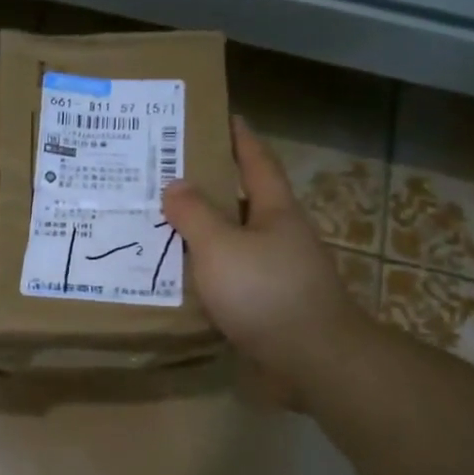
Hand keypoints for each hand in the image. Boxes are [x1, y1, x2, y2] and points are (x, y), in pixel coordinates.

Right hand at [162, 117, 368, 384]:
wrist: (312, 359)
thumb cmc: (266, 291)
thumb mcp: (221, 247)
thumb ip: (194, 215)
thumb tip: (174, 185)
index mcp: (275, 211)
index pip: (256, 161)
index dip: (240, 137)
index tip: (223, 116)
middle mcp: (279, 235)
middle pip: (242, 201)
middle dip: (210, 187)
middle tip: (167, 175)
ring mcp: (277, 272)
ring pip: (233, 242)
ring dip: (203, 233)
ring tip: (161, 224)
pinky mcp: (268, 305)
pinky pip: (230, 277)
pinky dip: (206, 271)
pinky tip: (179, 276)